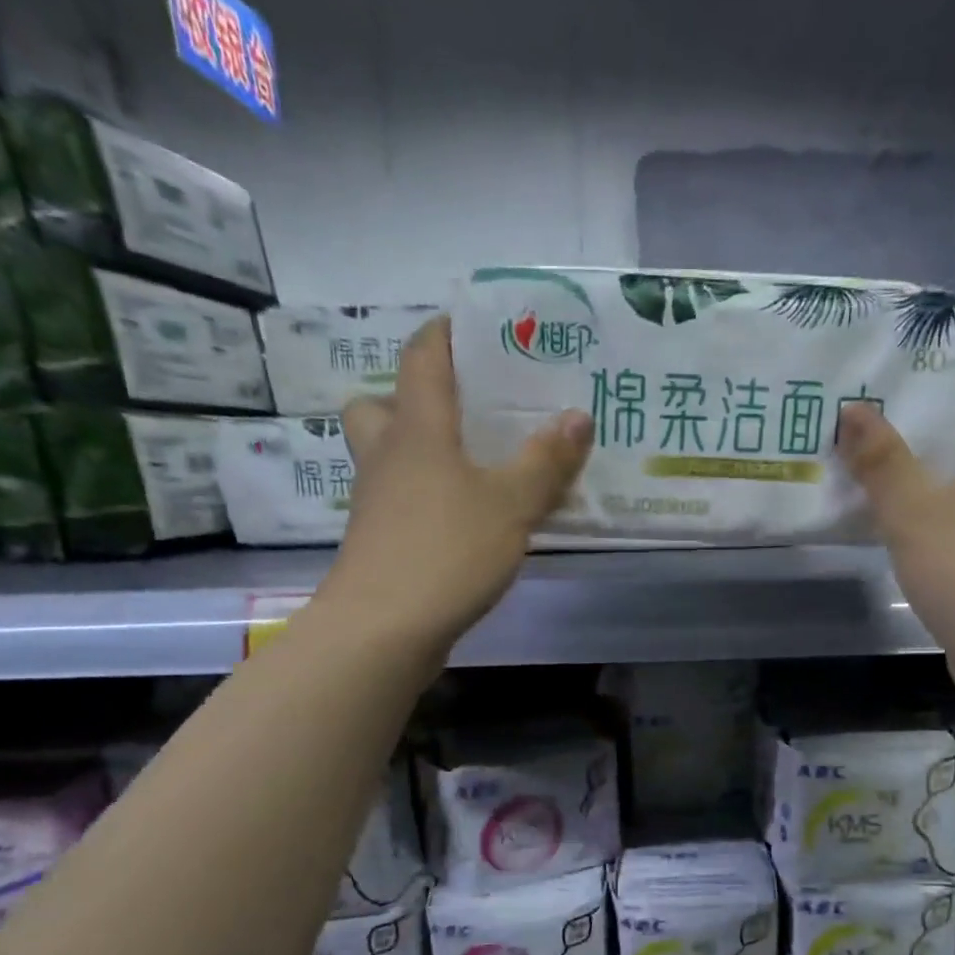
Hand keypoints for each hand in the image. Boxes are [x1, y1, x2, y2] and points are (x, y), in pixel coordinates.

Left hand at [315, 317, 591, 655]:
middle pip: (380, 407)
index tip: (476, 325)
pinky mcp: (379, 542)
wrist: (382, 630)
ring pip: (389, 457)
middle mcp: (387, 457)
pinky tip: (466, 520)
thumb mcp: (510, 505)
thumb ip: (545, 462)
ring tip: (475, 466)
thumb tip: (578, 415)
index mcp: (418, 430)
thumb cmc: (446, 551)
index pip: (422, 358)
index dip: (445, 333)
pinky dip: (428, 497)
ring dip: (421, 451)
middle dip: (413, 399)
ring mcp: (376, 502)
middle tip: (461, 410)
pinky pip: (401, 500)